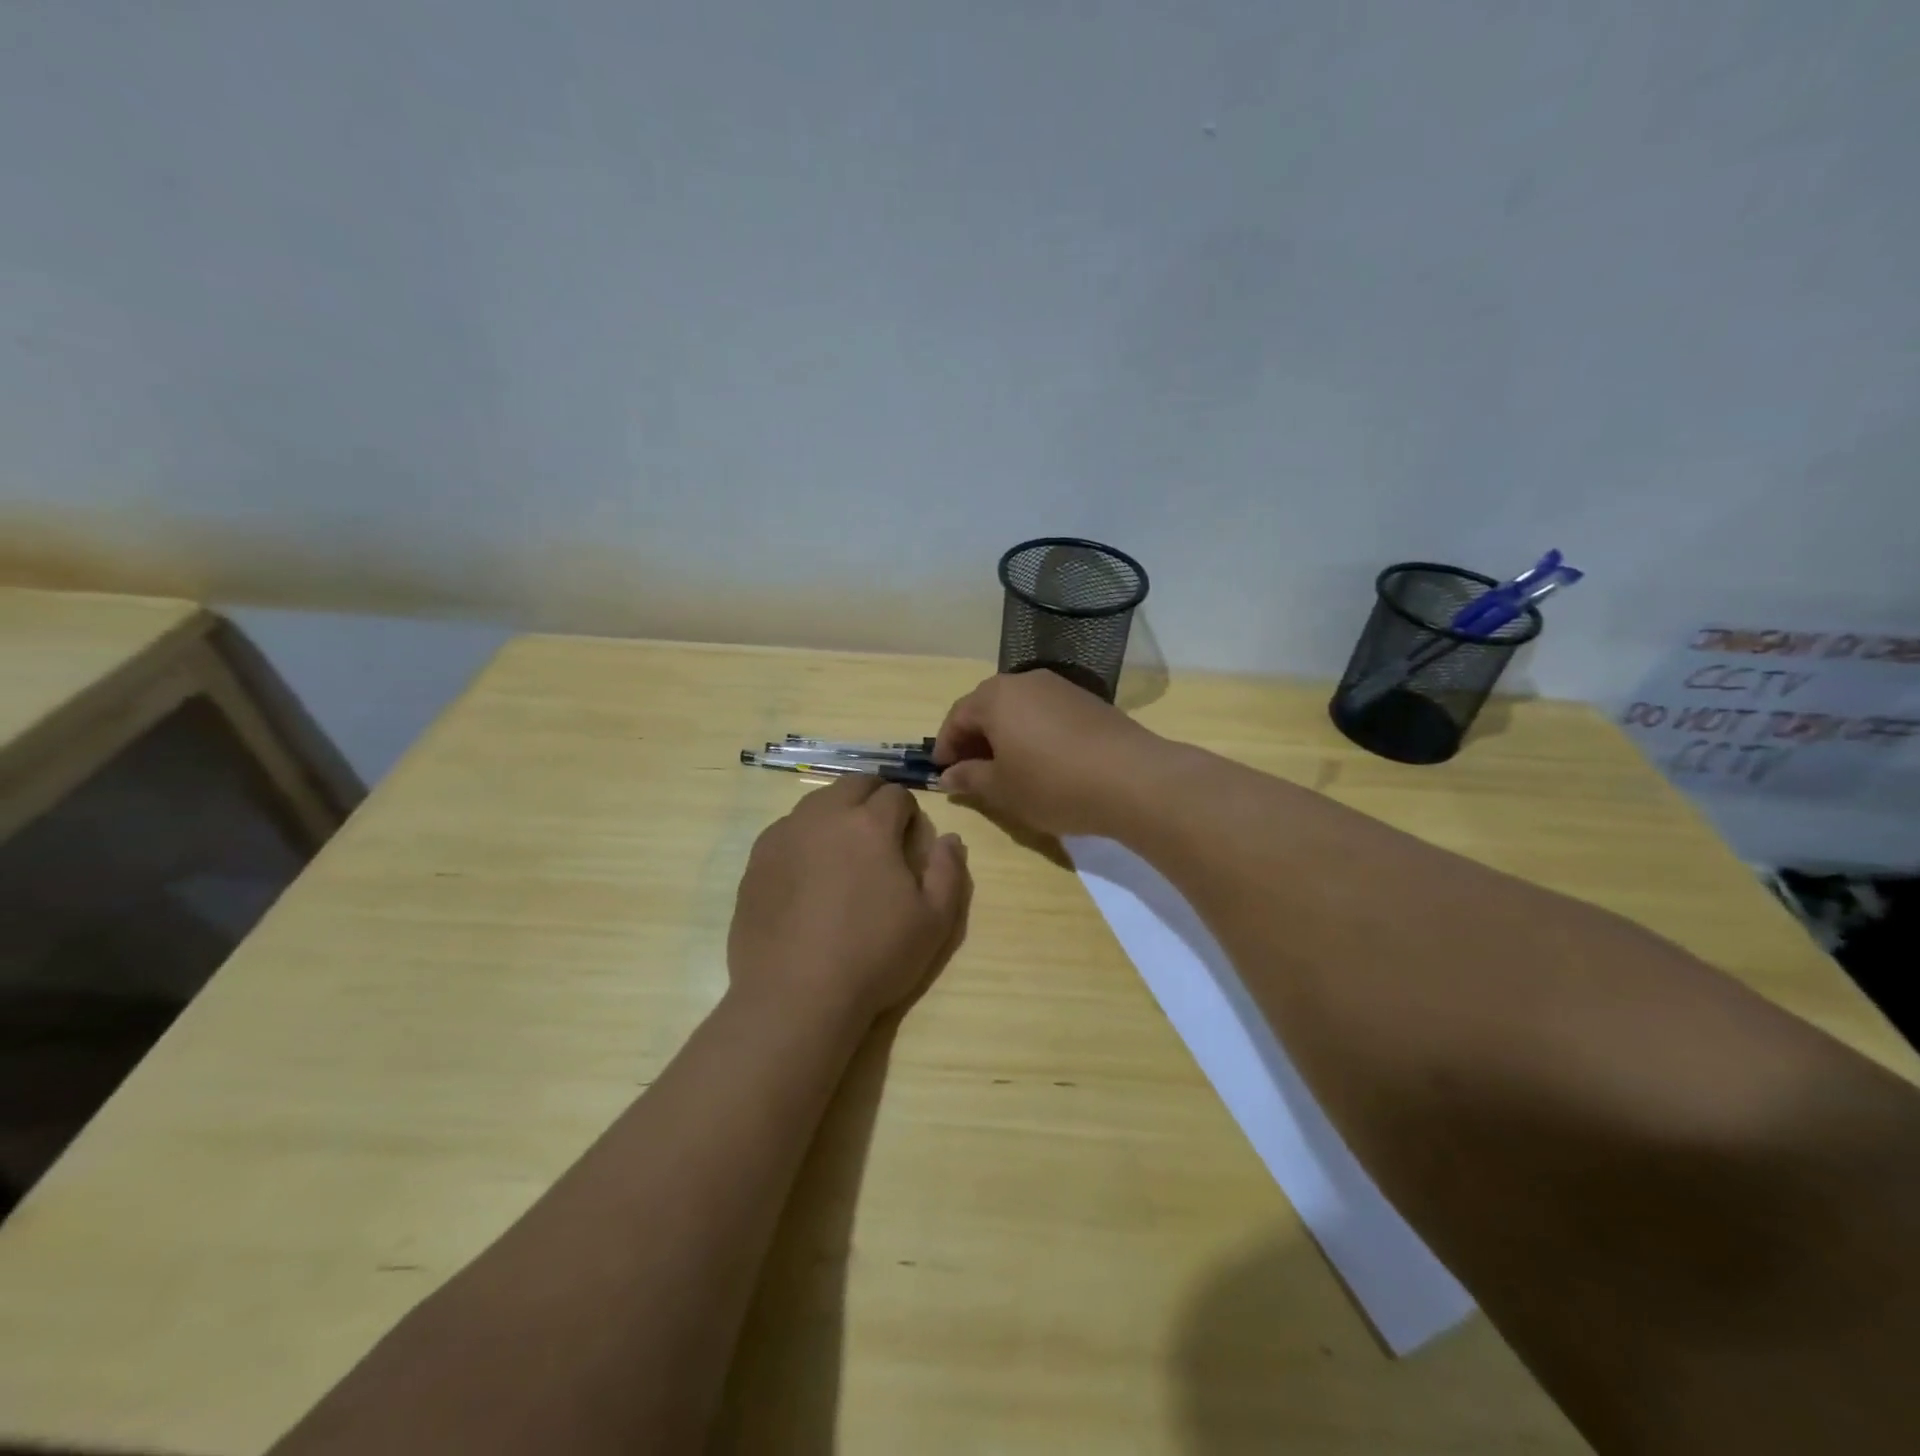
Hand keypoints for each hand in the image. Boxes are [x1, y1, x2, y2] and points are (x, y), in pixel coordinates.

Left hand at [728, 775, 970, 1025]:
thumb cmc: (874, 957)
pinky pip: (787, 830)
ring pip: (817, 803)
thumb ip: (949, 871)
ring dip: (838, 813)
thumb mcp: (935, 921)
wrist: (794, 996)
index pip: (896, 794)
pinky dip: (805, 837)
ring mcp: (784, 835)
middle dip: (873, 798)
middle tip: (881, 834)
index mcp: (870, 824)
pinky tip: (809, 874)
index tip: (911, 839)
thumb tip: (950, 838)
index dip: (909, 813)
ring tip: (845, 852)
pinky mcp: (757, 861)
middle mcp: (824, 816)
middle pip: (853, 784)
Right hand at [933, 670, 1164, 838]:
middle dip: (974, 739)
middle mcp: (1024, 681)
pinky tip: (1041, 762)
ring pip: (1018, 709)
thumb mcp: (1002, 789)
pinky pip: (1045, 713)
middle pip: (987, 707)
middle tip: (971, 772)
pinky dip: (1032, 733)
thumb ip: (970, 778)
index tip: (942, 773)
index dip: (945, 746)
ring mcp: (1059, 687)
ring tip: (1006, 770)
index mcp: (995, 697)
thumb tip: (948, 775)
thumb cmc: (1053, 784)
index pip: (957, 717)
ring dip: (1004, 735)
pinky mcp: (1087, 700)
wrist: (1132, 778)